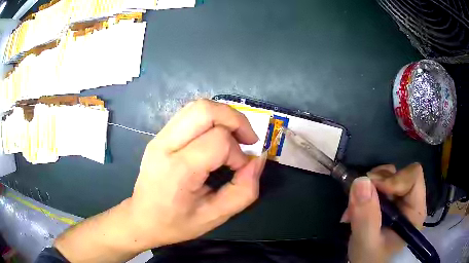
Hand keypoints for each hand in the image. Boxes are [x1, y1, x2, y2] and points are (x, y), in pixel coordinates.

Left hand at [130, 99, 266, 249]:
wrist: (142, 219)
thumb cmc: (177, 223)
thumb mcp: (216, 216)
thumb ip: (244, 190)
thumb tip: (258, 159)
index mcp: (178, 170)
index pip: (218, 141)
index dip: (238, 153)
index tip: (239, 170)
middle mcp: (165, 145)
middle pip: (205, 110)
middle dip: (235, 120)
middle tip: (248, 140)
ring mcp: (159, 137)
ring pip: (197, 107)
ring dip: (223, 116)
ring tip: (235, 136)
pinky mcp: (159, 135)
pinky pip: (189, 115)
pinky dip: (210, 119)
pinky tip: (216, 137)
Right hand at [343, 163, 426, 262]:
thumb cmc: (369, 259)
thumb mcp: (366, 243)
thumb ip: (366, 217)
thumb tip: (360, 181)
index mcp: (415, 211)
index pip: (413, 178)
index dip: (394, 179)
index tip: (372, 190)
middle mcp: (411, 201)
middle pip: (400, 173)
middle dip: (377, 182)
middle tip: (358, 198)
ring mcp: (399, 199)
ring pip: (388, 176)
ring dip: (368, 187)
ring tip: (354, 208)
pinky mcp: (388, 200)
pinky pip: (378, 184)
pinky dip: (364, 191)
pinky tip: (354, 209)